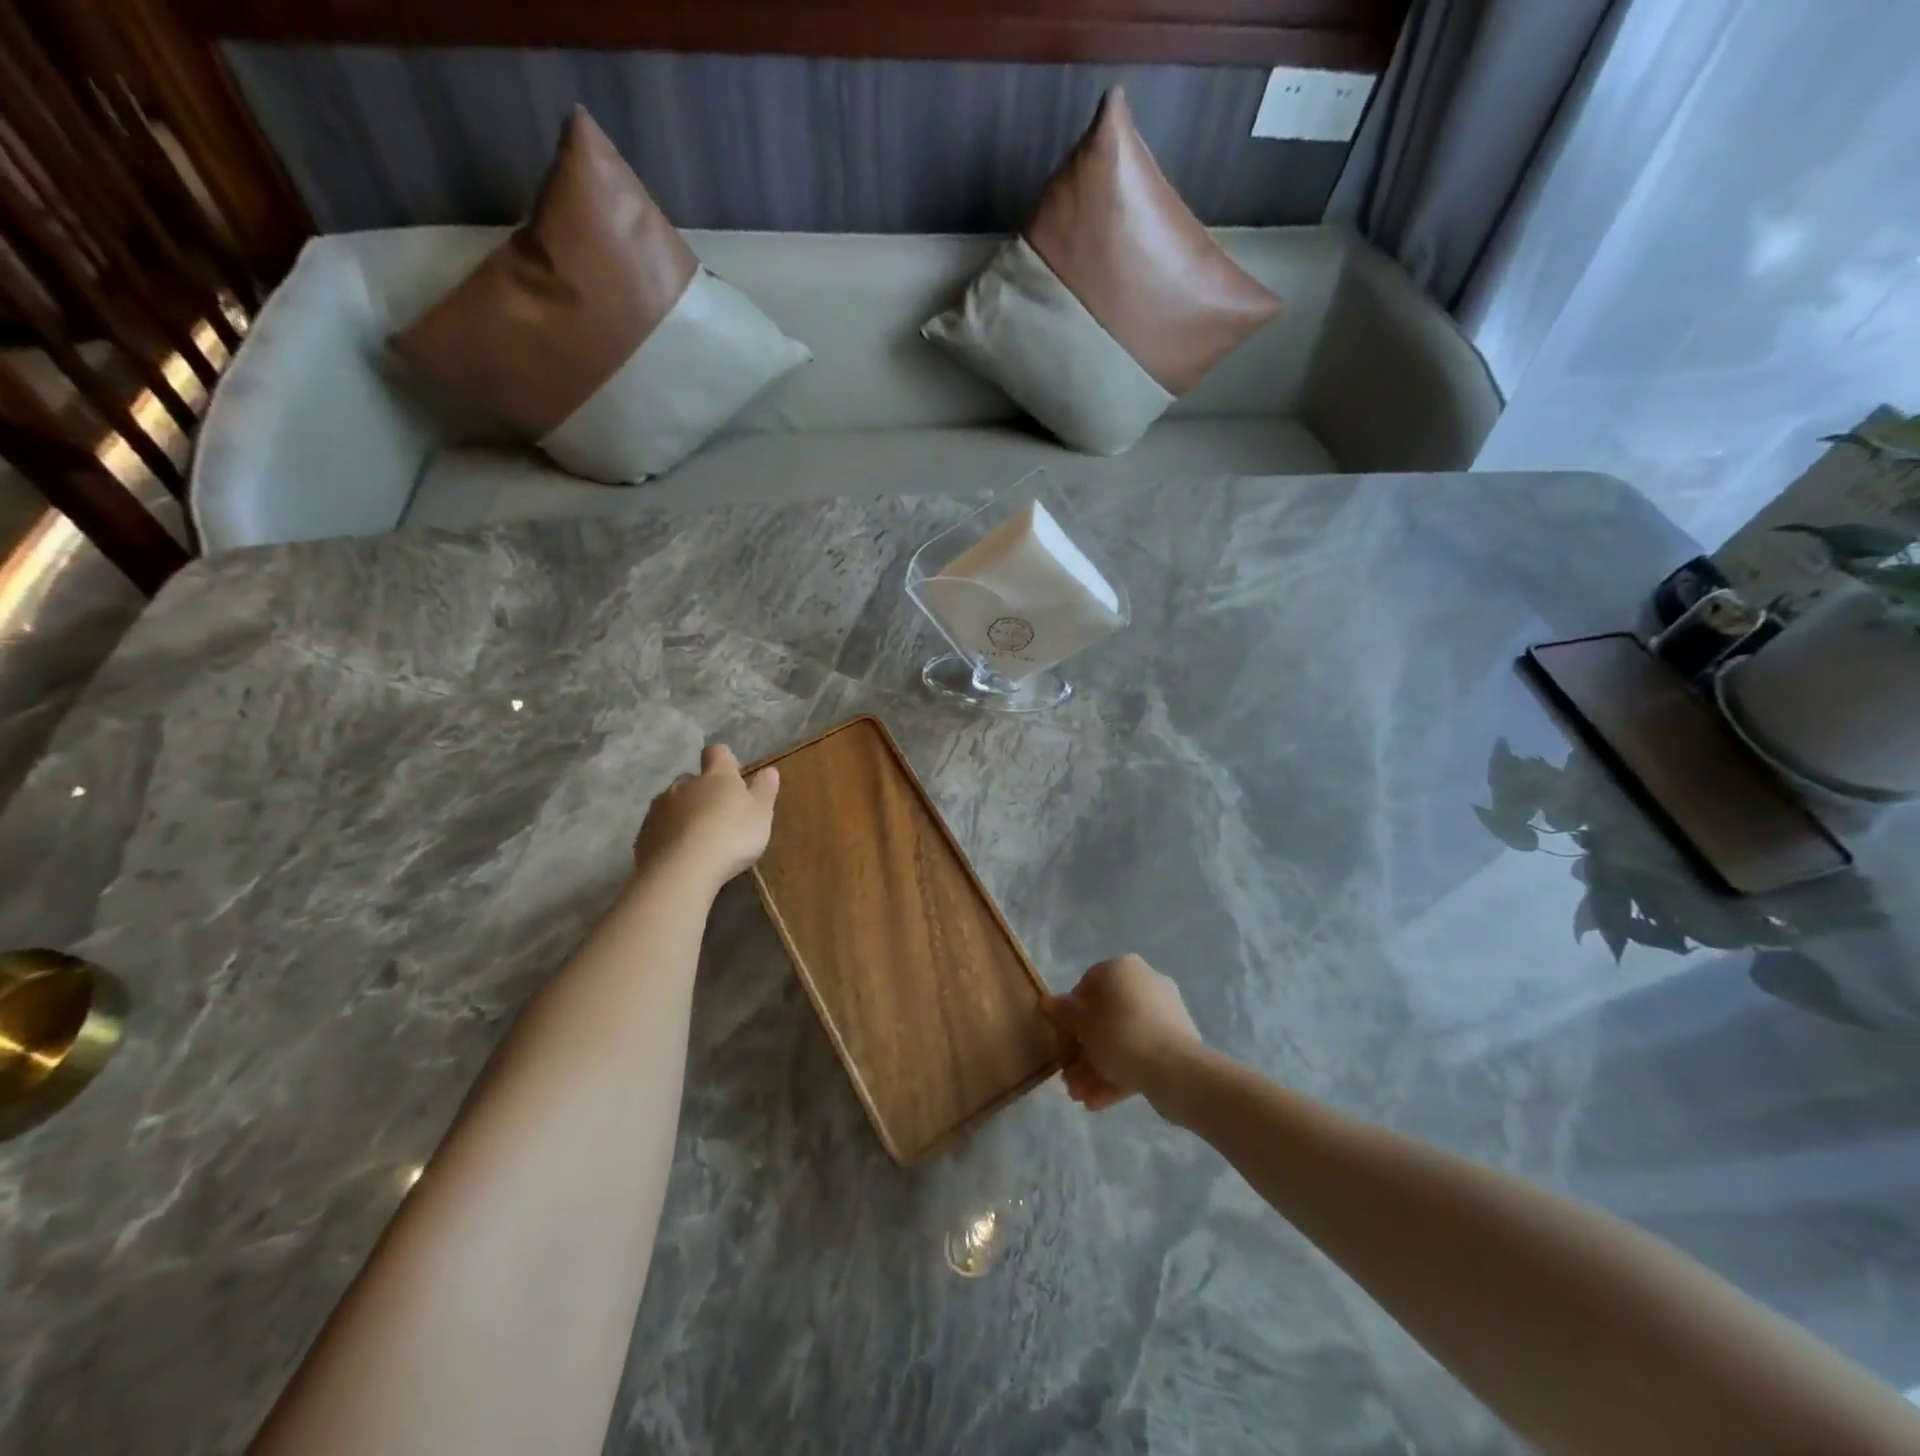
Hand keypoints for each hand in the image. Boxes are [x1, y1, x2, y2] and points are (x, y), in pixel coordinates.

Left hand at [632, 745, 779, 887]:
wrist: (682, 870)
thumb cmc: (732, 836)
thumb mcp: (761, 814)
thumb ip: (764, 790)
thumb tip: (769, 770)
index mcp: (716, 776)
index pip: (717, 753)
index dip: (724, 761)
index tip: (733, 776)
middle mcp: (684, 785)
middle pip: (692, 780)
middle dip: (702, 792)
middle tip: (717, 816)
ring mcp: (659, 808)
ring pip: (671, 804)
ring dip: (683, 814)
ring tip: (697, 840)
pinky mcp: (643, 835)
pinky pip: (658, 829)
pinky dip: (668, 836)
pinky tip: (680, 856)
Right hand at [1048, 954, 1203, 1110]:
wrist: (1175, 1070)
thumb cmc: (1120, 1035)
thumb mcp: (1081, 1023)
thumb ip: (1062, 1011)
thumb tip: (1048, 1001)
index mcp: (1123, 968)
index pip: (1089, 983)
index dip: (1071, 1011)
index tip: (1064, 1036)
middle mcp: (1146, 983)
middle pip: (1106, 1016)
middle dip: (1085, 1050)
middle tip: (1070, 1077)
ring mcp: (1165, 1014)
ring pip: (1123, 1039)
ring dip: (1098, 1067)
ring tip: (1081, 1097)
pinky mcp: (1177, 1043)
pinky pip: (1142, 1053)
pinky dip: (1120, 1074)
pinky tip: (1099, 1101)